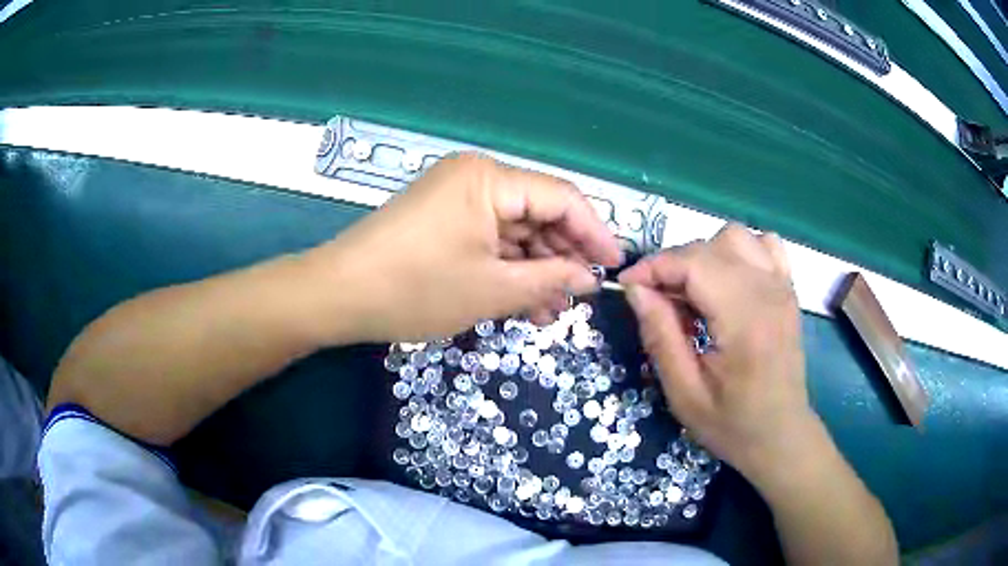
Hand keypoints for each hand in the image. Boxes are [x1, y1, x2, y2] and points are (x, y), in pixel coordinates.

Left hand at [308, 153, 621, 343]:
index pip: (562, 197)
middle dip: (562, 256)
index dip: (595, 233)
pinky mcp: (444, 219)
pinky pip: (489, 239)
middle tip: (580, 298)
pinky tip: (525, 301)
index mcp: (490, 178)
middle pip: (539, 212)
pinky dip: (508, 268)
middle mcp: (477, 177)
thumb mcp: (491, 289)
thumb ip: (550, 280)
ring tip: (552, 310)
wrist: (338, 295)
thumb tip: (588, 278)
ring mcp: (457, 198)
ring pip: (515, 230)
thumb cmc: (415, 288)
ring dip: (536, 268)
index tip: (615, 267)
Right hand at [619, 223, 819, 485]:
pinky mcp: (788, 290)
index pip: (693, 263)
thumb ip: (660, 337)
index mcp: (745, 320)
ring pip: (736, 236)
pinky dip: (738, 252)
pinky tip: (728, 281)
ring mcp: (782, 287)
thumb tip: (636, 290)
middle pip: (710, 245)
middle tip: (656, 301)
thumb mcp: (684, 393)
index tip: (627, 287)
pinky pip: (764, 245)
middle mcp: (768, 291)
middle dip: (673, 264)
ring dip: (705, 255)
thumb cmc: (732, 425)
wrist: (781, 436)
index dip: (653, 267)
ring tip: (692, 291)